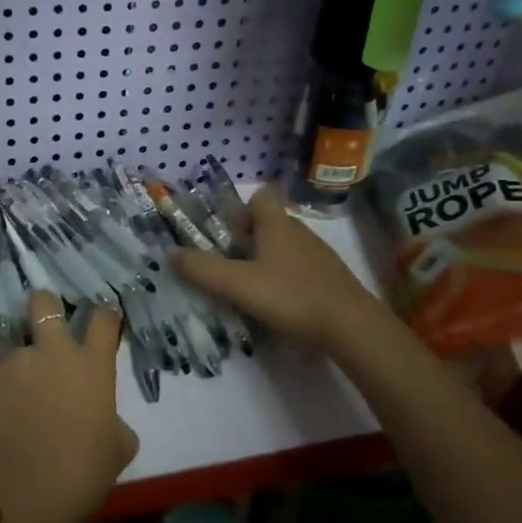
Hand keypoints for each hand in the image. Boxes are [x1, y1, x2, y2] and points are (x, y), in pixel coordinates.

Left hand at [0, 291, 138, 522]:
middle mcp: (54, 351)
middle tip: (43, 321)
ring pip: (15, 343)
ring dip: (19, 360)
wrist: (20, 492)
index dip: (104, 315)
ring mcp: (16, 361)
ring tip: (16, 391)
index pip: (104, 318)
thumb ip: (115, 422)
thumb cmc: (80, 472)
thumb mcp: (118, 451)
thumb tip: (106, 420)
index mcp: (93, 365)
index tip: (102, 321)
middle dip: (43, 304)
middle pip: (44, 302)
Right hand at [170, 184, 390, 353]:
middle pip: (271, 222)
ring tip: (252, 287)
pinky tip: (281, 303)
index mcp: (277, 225)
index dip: (242, 209)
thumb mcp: (238, 285)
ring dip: (268, 260)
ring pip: (287, 246)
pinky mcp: (331, 278)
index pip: (262, 197)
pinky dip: (288, 278)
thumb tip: (170, 253)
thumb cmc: (291, 296)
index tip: (229, 233)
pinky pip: (302, 268)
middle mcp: (300, 232)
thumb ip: (202, 269)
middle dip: (250, 238)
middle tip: (232, 264)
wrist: (351, 326)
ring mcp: (320, 255)